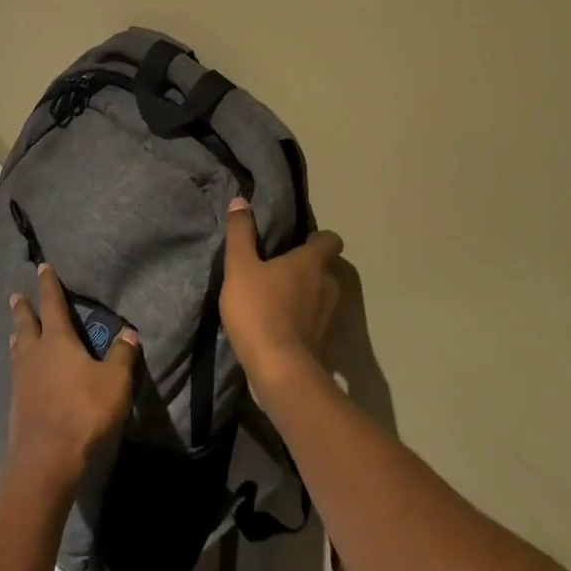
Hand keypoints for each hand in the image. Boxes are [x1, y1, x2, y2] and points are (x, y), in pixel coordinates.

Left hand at [5, 263, 139, 495]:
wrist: (47, 458)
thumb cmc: (84, 411)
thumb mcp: (115, 381)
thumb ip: (122, 355)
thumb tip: (129, 332)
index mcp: (57, 341)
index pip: (52, 305)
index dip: (49, 285)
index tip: (42, 268)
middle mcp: (34, 354)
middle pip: (26, 324)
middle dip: (23, 308)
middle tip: (17, 295)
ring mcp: (21, 380)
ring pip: (18, 349)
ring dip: (18, 335)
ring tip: (15, 330)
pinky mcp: (16, 404)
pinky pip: (17, 373)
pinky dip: (19, 363)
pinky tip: (22, 371)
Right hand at [220, 197, 343, 386]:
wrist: (278, 369)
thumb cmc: (258, 310)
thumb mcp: (240, 267)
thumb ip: (240, 234)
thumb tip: (241, 201)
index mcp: (311, 263)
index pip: (330, 241)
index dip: (319, 239)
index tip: (300, 241)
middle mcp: (327, 286)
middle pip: (325, 270)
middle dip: (308, 268)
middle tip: (281, 269)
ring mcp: (328, 317)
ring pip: (321, 296)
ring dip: (305, 295)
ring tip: (278, 298)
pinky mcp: (323, 342)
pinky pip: (314, 322)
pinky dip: (302, 320)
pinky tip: (279, 325)